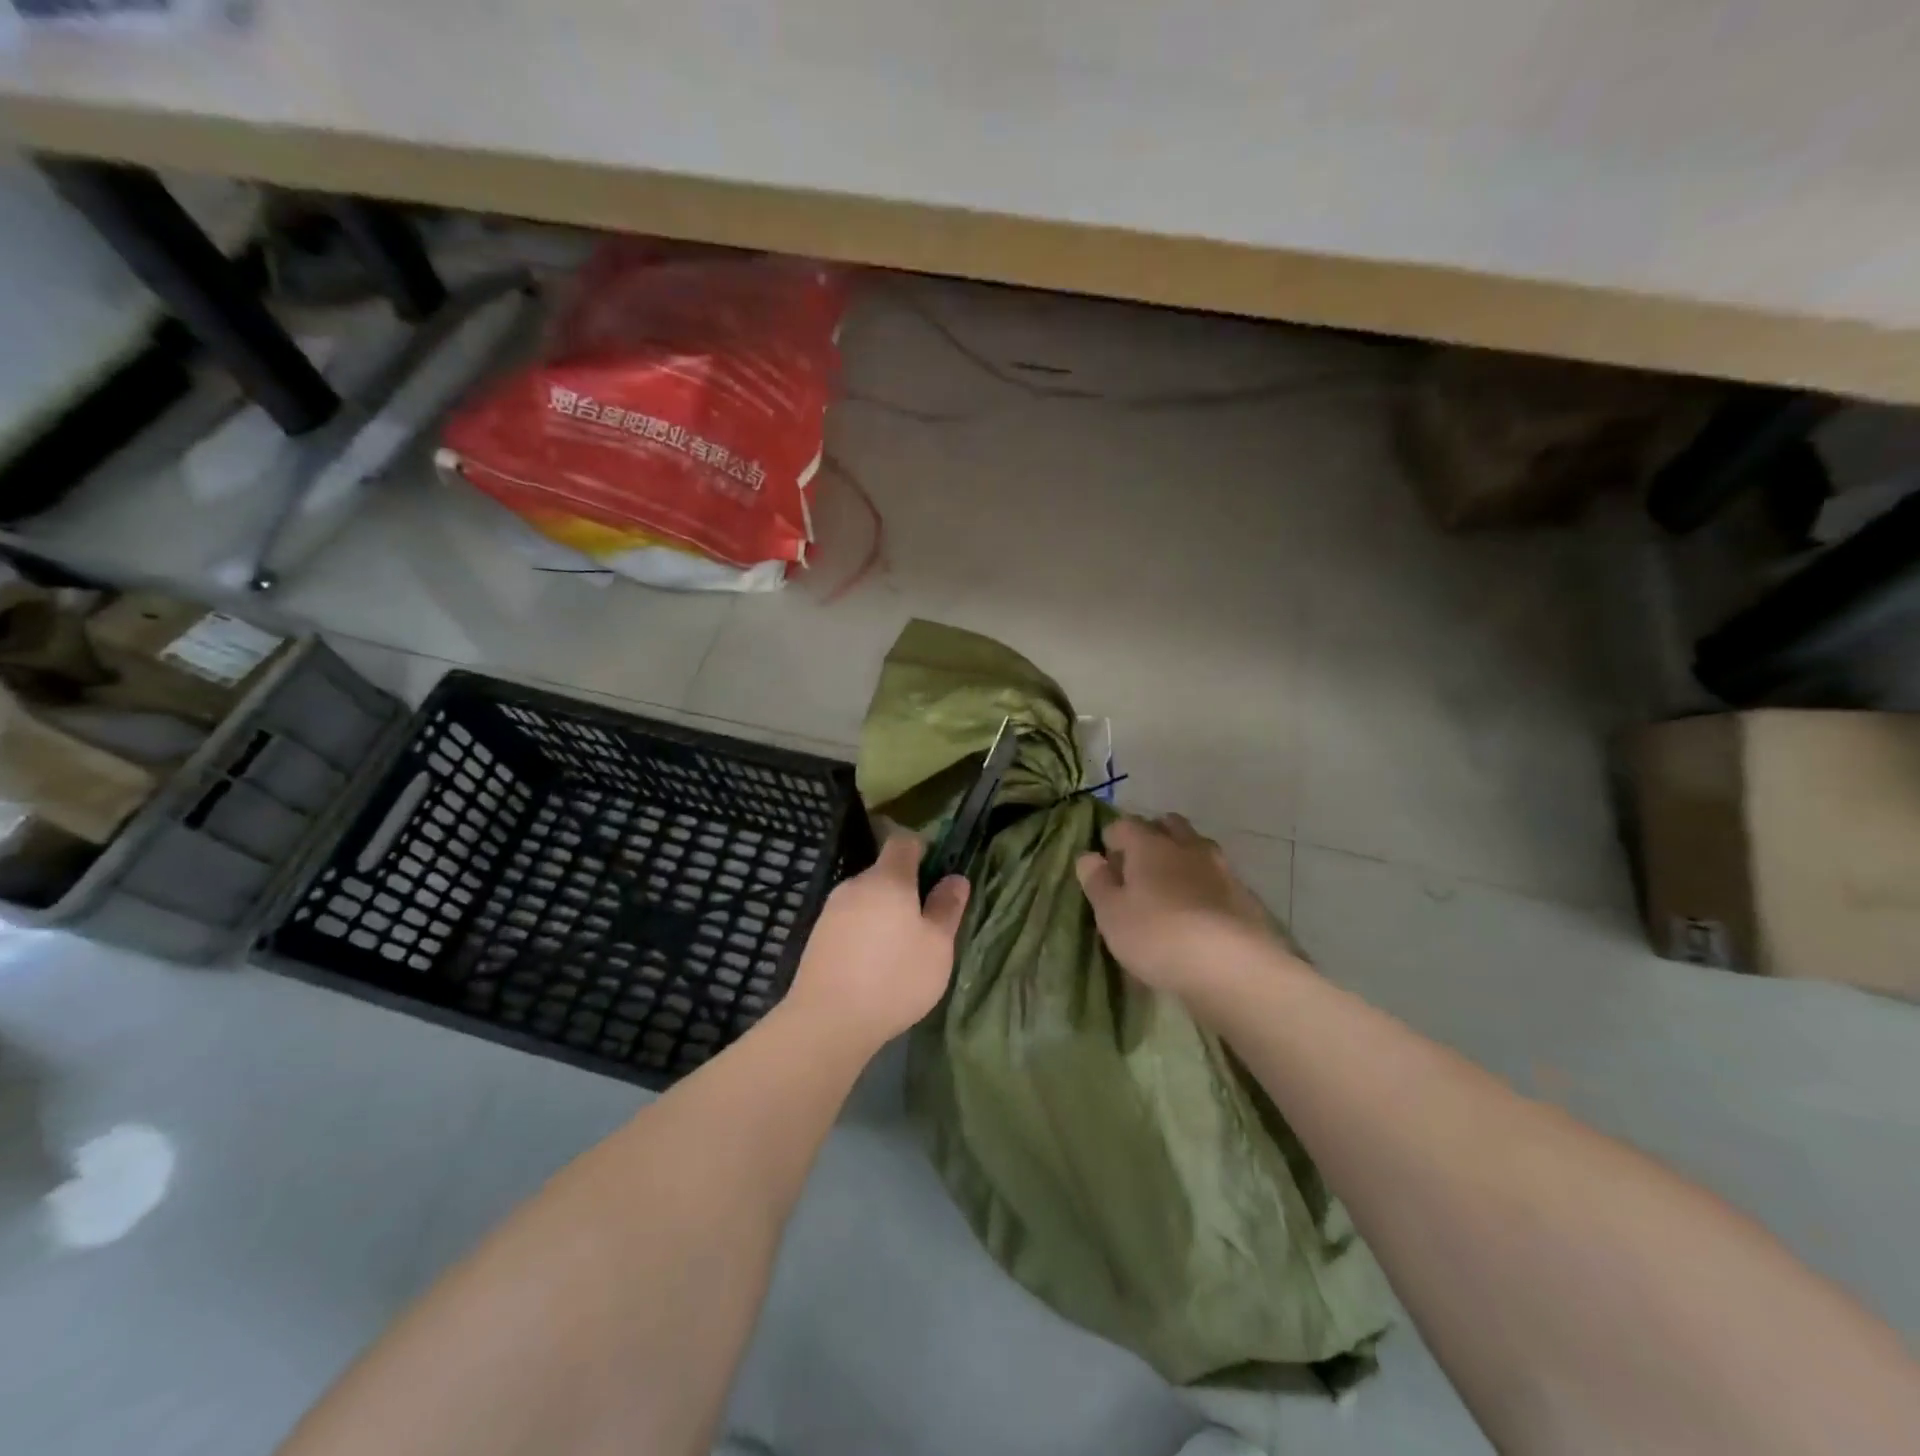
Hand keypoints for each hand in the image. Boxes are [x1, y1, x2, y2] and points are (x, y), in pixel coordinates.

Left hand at [783, 830, 969, 1053]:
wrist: (827, 1021)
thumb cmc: (894, 978)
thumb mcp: (936, 946)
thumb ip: (947, 907)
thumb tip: (956, 878)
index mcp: (888, 879)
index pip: (903, 842)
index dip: (923, 849)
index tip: (938, 873)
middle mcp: (855, 885)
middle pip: (884, 872)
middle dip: (905, 889)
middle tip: (925, 923)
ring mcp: (831, 910)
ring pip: (866, 899)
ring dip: (884, 913)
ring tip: (899, 950)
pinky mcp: (817, 937)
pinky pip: (849, 922)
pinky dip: (864, 933)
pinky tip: (872, 965)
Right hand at [1076, 813, 1289, 999]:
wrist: (1234, 967)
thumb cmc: (1158, 935)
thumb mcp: (1112, 914)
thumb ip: (1097, 882)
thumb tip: (1088, 856)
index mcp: (1150, 844)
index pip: (1124, 825)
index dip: (1111, 838)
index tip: (1105, 861)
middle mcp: (1187, 846)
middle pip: (1167, 825)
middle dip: (1152, 837)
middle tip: (1138, 867)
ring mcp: (1221, 868)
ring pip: (1196, 848)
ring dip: (1182, 858)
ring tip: (1170, 888)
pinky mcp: (1244, 895)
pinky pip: (1217, 877)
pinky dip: (1204, 885)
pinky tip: (1199, 912)